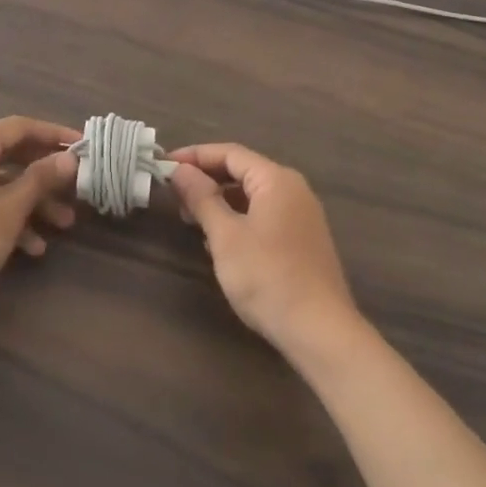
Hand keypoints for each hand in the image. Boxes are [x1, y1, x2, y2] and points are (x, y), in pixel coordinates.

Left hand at [0, 117, 79, 312]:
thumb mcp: (9, 209)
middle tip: (76, 188)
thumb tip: (69, 158)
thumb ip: (41, 179)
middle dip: (46, 176)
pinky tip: (32, 247)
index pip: (21, 127)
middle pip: (11, 155)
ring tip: (63, 225)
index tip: (84, 146)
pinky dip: (7, 218)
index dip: (54, 135)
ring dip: (31, 202)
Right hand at [169, 144, 362, 358]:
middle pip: (242, 171)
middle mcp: (293, 190)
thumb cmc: (268, 277)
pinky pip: (264, 215)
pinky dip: (238, 219)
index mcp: (276, 179)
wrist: (321, 333)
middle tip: (175, 196)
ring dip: (220, 202)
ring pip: (252, 196)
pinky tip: (220, 242)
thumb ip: (202, 197)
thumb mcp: (225, 236)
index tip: (164, 166)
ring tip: (192, 220)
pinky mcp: (303, 241)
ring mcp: (301, 216)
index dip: (194, 156)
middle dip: (206, 180)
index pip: (229, 153)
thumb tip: (181, 170)